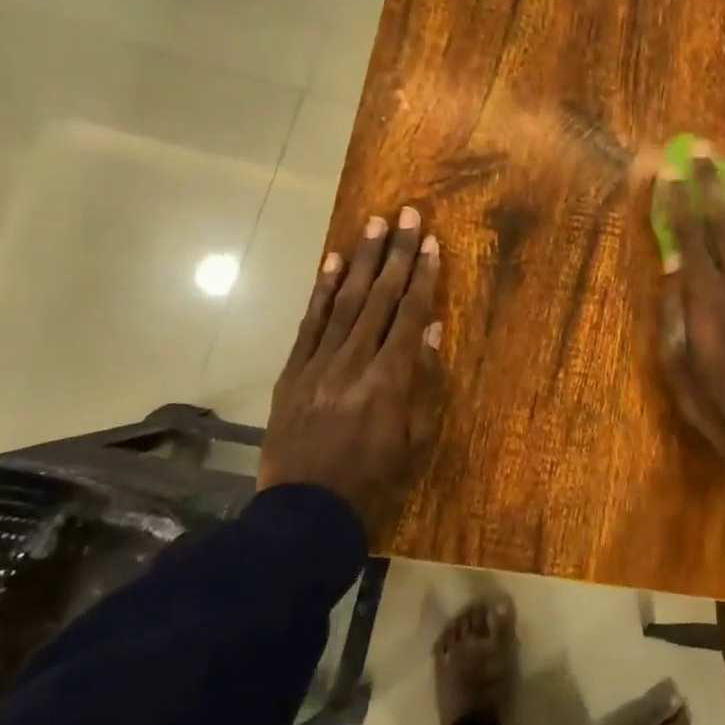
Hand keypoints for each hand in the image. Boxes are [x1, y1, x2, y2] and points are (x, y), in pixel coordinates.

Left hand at [259, 206, 445, 538]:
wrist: (305, 511)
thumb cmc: (373, 480)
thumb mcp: (414, 441)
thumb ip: (424, 383)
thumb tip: (432, 331)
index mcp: (388, 381)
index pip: (409, 316)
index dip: (422, 276)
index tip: (430, 242)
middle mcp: (354, 362)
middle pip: (379, 298)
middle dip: (395, 254)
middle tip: (405, 213)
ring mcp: (318, 364)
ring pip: (344, 302)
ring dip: (360, 260)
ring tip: (373, 224)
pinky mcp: (292, 372)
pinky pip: (309, 324)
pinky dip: (321, 291)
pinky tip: (332, 263)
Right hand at [655, 150, 724, 476]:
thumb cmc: (713, 399)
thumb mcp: (676, 362)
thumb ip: (675, 310)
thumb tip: (674, 263)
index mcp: (707, 297)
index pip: (690, 236)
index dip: (679, 201)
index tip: (672, 170)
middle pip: (724, 223)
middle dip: (712, 183)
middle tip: (705, 150)